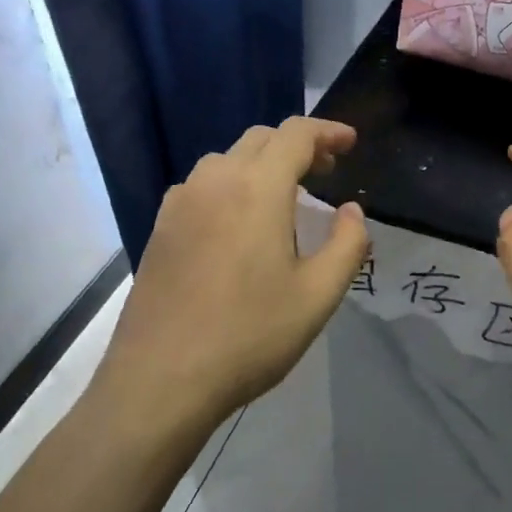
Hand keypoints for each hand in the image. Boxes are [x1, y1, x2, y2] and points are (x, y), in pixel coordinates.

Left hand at [101, 117, 369, 431]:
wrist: (161, 379)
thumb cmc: (249, 335)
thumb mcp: (317, 296)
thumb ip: (346, 244)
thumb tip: (351, 211)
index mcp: (256, 189)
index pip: (295, 135)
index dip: (327, 131)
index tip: (351, 143)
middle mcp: (213, 181)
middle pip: (260, 139)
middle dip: (298, 146)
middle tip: (326, 172)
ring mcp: (179, 203)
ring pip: (227, 160)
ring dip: (262, 164)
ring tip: (286, 198)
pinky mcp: (160, 228)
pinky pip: (202, 186)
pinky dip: (232, 185)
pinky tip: (240, 223)